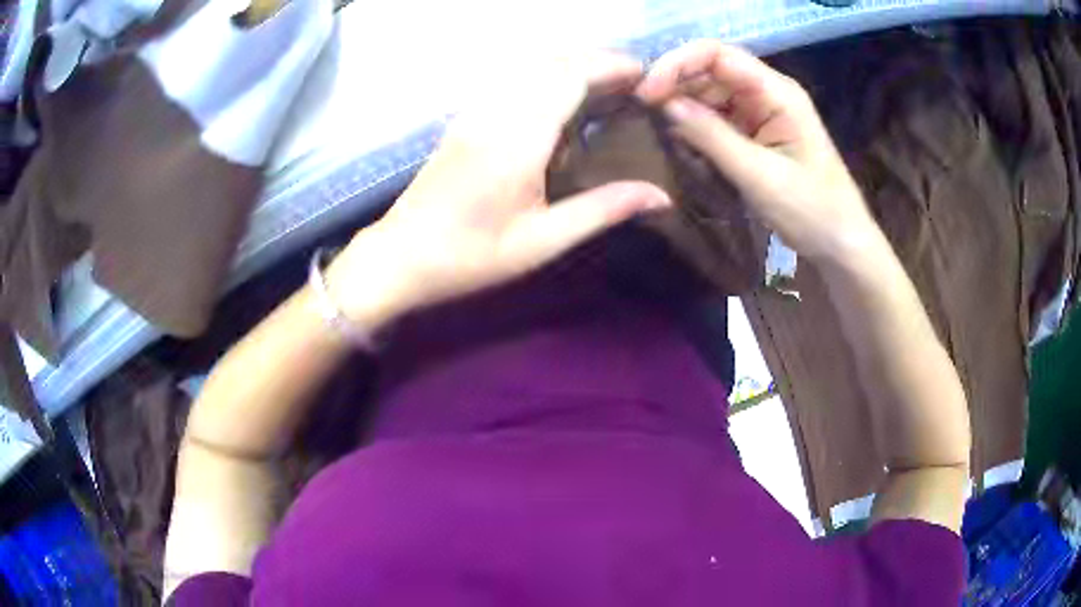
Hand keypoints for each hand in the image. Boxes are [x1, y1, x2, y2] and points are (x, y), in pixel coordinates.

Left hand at [327, 52, 670, 322]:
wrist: (400, 256)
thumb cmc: (470, 256)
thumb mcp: (541, 241)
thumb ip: (602, 210)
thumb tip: (660, 196)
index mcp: (518, 138)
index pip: (570, 76)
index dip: (610, 66)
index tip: (645, 76)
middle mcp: (495, 112)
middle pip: (552, 61)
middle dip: (597, 60)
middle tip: (633, 81)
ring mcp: (475, 111)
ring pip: (529, 65)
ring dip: (571, 63)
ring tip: (605, 84)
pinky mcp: (464, 118)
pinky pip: (510, 78)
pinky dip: (544, 74)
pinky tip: (559, 96)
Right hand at [636, 41, 880, 260]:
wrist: (841, 243)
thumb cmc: (812, 210)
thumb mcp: (760, 176)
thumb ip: (713, 137)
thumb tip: (666, 104)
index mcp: (776, 92)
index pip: (718, 55)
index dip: (678, 63)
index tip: (647, 92)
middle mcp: (766, 92)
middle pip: (710, 71)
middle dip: (676, 86)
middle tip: (644, 114)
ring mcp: (760, 112)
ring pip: (710, 95)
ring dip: (684, 109)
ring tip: (664, 134)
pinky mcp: (755, 132)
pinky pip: (717, 119)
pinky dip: (697, 129)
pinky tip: (685, 145)